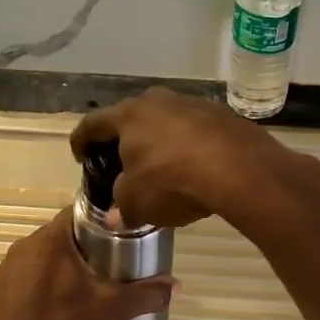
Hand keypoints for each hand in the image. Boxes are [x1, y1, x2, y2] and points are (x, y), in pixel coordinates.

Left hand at [0, 207, 174, 319]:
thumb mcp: (111, 310)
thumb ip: (145, 294)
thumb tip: (177, 286)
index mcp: (50, 239)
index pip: (80, 213)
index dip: (102, 223)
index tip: (120, 239)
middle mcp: (24, 245)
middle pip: (62, 236)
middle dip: (85, 249)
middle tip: (109, 269)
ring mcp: (6, 267)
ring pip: (42, 257)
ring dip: (61, 268)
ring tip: (83, 291)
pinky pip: (25, 278)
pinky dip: (40, 286)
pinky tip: (54, 308)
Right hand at [69, 87, 315, 229]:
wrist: (238, 168)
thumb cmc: (172, 181)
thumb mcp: (137, 203)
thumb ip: (122, 207)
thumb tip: (115, 218)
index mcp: (127, 116)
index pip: (92, 124)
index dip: (82, 141)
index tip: (80, 156)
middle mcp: (157, 101)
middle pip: (130, 117)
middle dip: (124, 139)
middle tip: (122, 162)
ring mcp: (192, 104)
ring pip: (165, 121)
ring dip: (159, 141)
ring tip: (161, 166)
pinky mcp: (221, 115)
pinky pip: (194, 131)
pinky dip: (187, 146)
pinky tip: (193, 168)